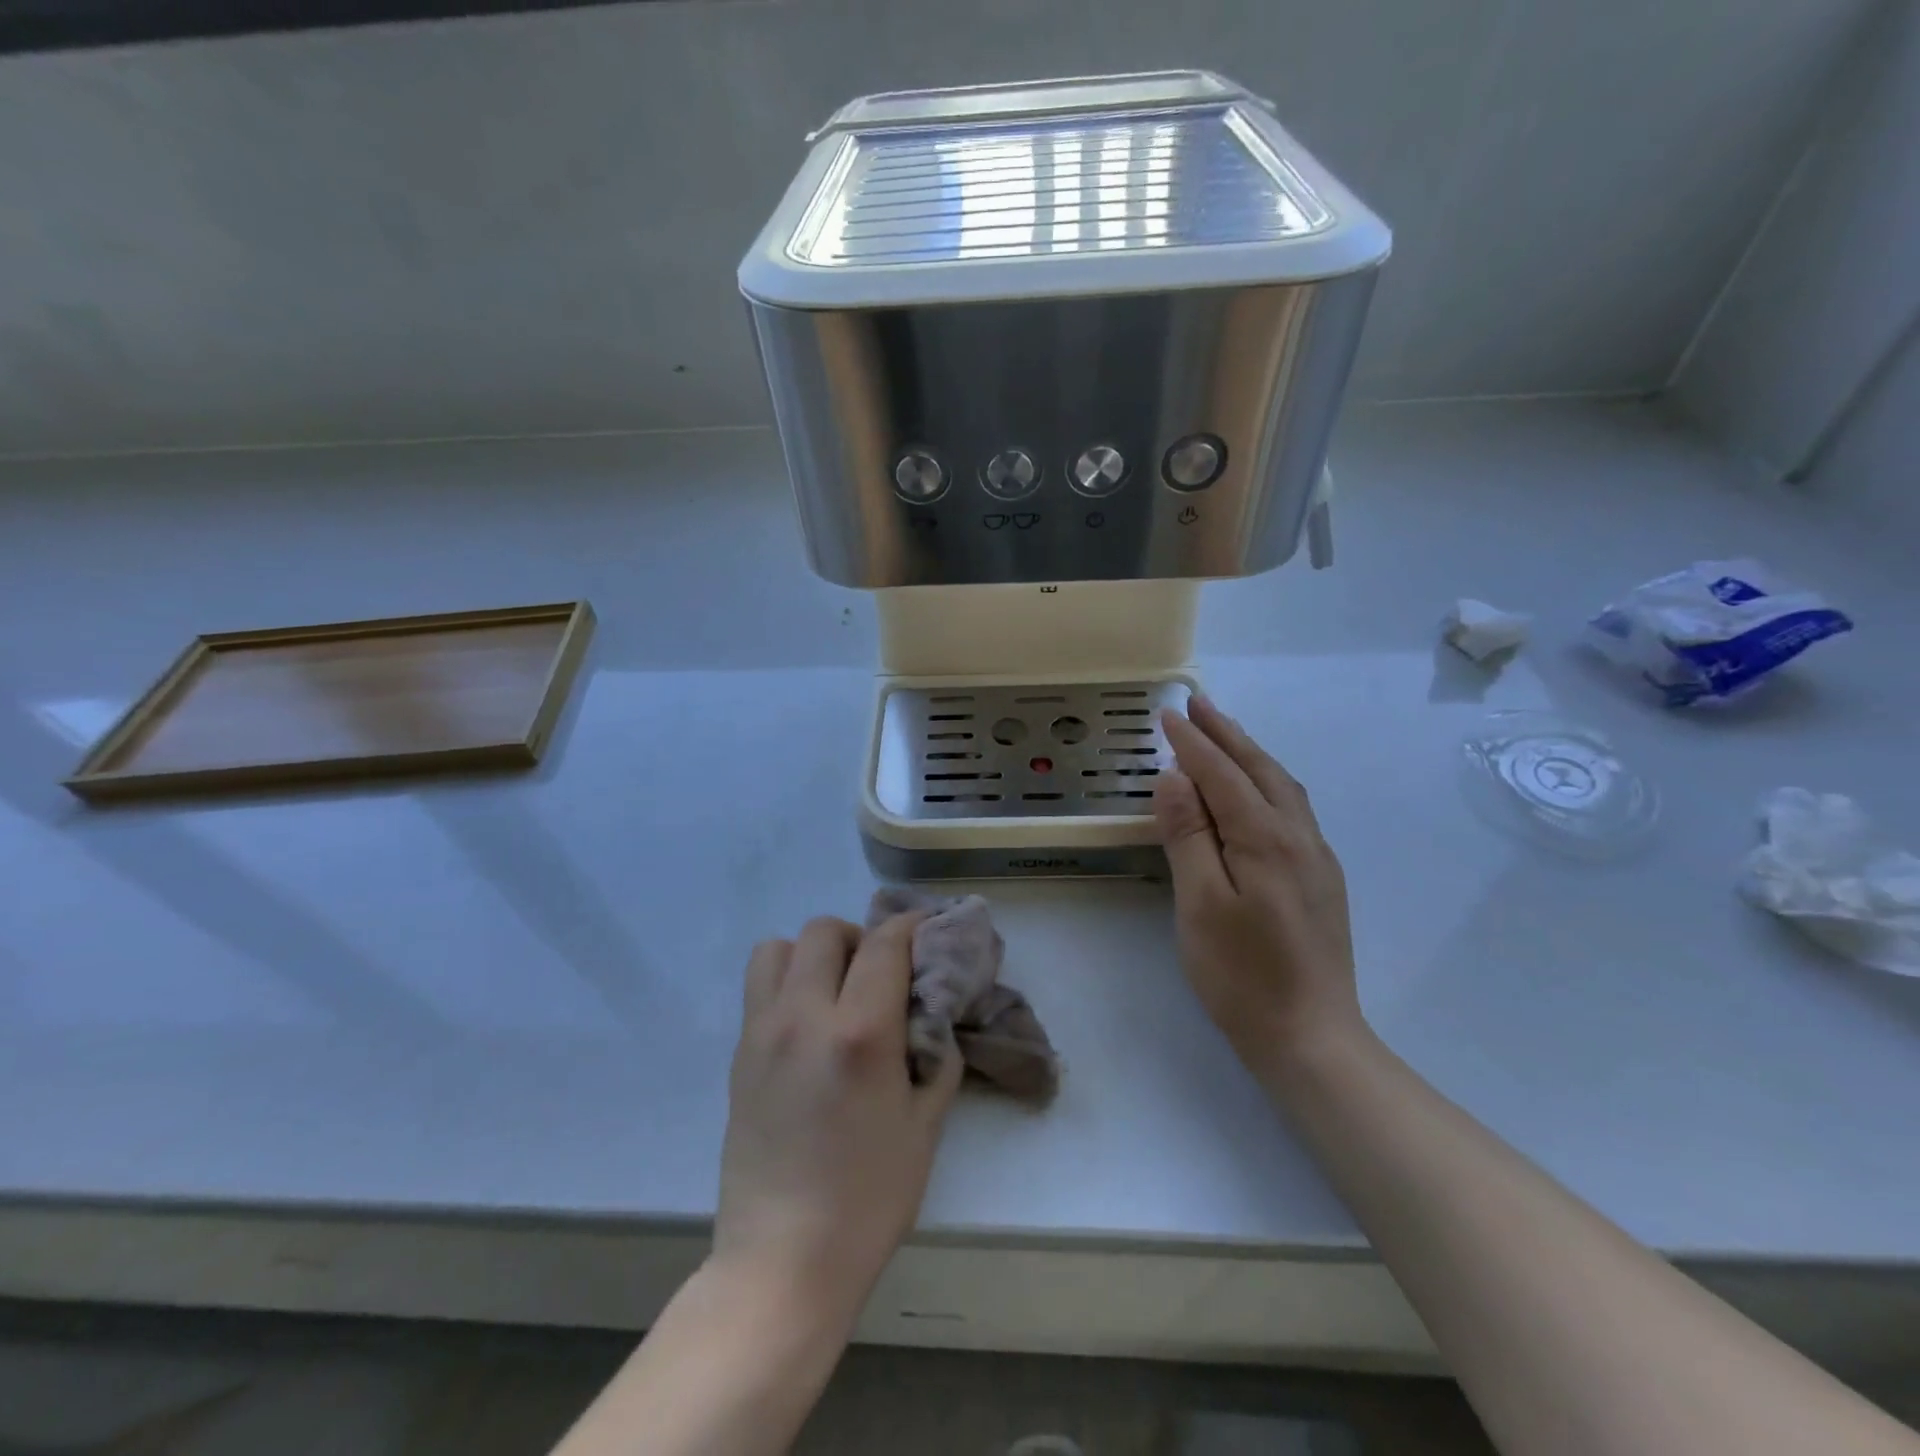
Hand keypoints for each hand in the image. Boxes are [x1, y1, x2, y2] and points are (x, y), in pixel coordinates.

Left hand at [713, 914, 962, 1327]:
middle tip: (879, 973)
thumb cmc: (868, 1198)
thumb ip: (936, 1057)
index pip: (884, 943)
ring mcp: (763, 1032)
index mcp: (860, 1032)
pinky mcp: (739, 1054)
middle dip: (861, 938)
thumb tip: (932, 1019)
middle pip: (826, 931)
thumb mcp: (925, 1126)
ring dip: (813, 953)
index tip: (924, 931)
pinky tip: (808, 1023)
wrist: (783, 1259)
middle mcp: (805, 1016)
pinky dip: (787, 981)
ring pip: (779, 946)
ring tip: (834, 989)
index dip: (909, 926)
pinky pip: (760, 986)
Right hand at [1152, 695, 1364, 1084]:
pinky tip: (1255, 790)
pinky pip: (1291, 809)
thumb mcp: (1200, 905)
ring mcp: (1316, 858)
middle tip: (1197, 704)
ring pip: (1282, 787)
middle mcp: (1299, 837)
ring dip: (1250, 753)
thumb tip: (1174, 778)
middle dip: (1226, 734)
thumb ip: (1188, 837)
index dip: (1194, 743)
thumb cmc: (1242, 975)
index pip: (1223, 775)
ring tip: (1223, 734)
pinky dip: (1266, 781)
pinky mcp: (1321, 879)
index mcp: (1266, 839)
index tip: (1168, 714)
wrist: (1312, 1038)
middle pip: (1259, 770)